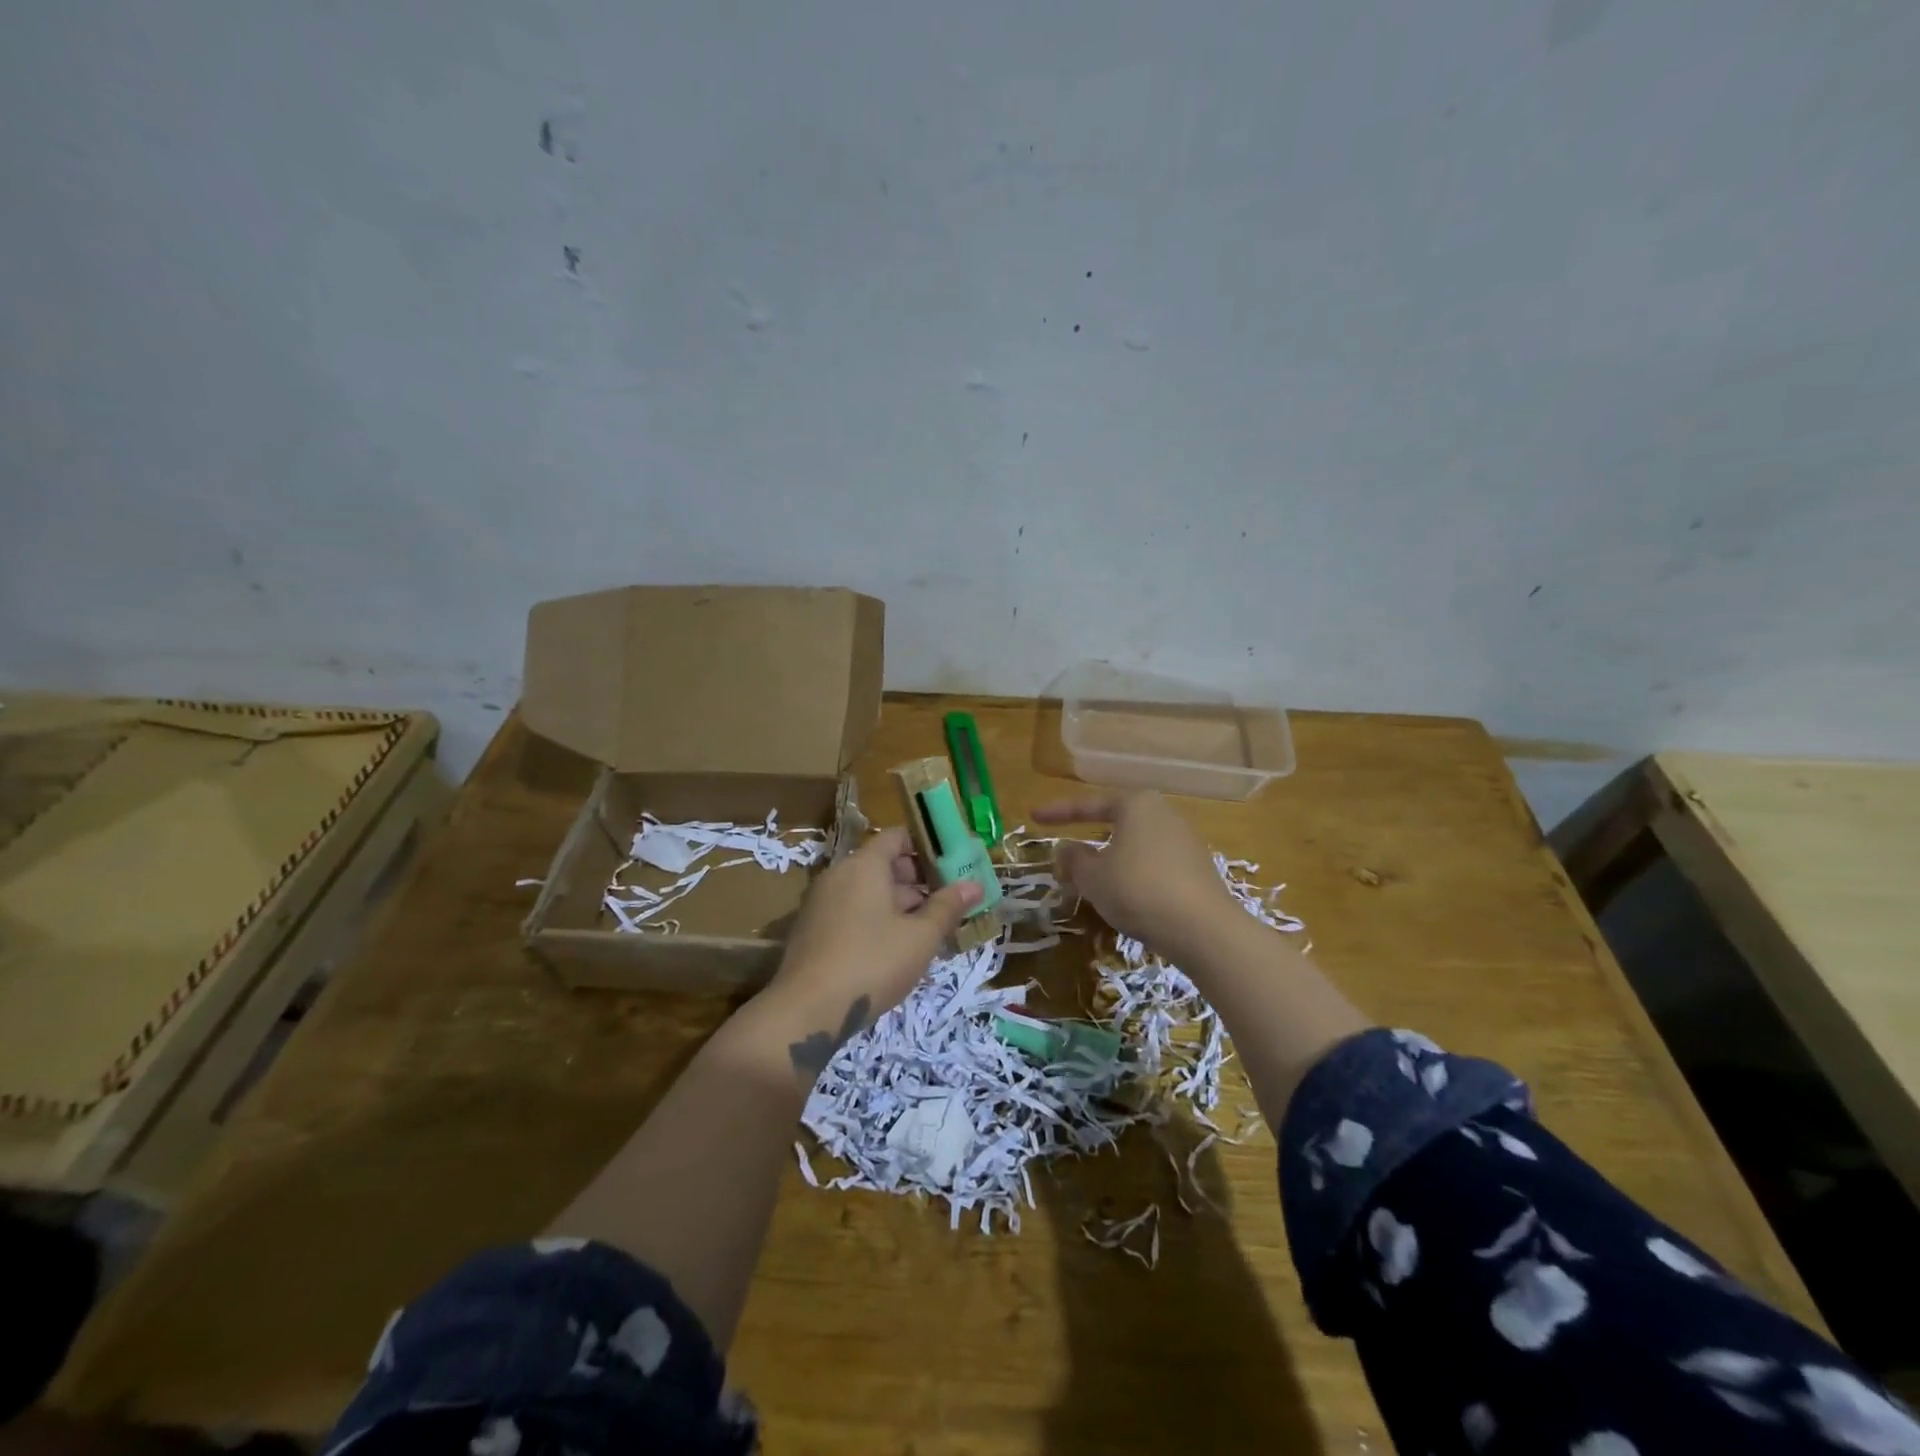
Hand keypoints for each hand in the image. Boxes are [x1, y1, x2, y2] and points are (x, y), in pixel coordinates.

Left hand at [751, 827, 980, 1082]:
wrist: (806, 1011)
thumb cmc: (872, 963)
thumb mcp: (920, 937)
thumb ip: (947, 907)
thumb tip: (974, 884)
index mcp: (864, 865)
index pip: (897, 837)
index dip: (926, 847)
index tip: (952, 866)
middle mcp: (839, 875)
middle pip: (883, 864)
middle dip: (917, 881)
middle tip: (947, 904)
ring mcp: (821, 902)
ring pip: (868, 892)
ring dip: (898, 905)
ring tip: (928, 931)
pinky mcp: (812, 930)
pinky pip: (851, 912)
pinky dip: (875, 920)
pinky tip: (895, 950)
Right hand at [1031, 791, 1238, 959]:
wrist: (1203, 929)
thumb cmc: (1138, 889)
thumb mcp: (1093, 876)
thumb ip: (1074, 859)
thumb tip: (1065, 848)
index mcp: (1136, 804)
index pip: (1089, 804)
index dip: (1058, 812)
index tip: (1033, 816)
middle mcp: (1163, 814)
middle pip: (1115, 823)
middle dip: (1087, 840)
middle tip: (1065, 857)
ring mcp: (1185, 842)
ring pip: (1134, 847)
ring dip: (1109, 862)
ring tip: (1090, 883)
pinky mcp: (1197, 870)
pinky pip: (1153, 865)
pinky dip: (1132, 876)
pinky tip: (1123, 898)